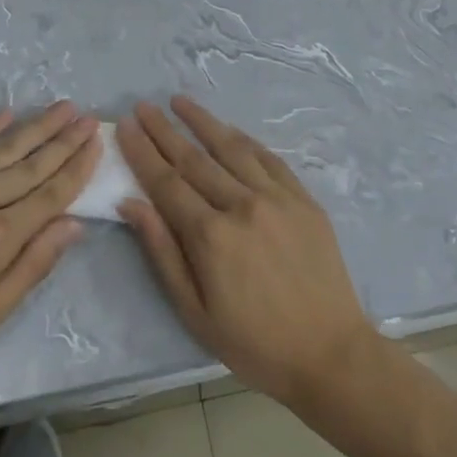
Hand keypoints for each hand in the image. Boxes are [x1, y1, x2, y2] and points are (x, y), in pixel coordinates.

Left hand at [0, 102, 99, 383]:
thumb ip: (32, 267)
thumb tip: (73, 225)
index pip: (51, 194)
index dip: (78, 168)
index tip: (97, 143)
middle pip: (33, 163)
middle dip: (65, 139)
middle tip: (88, 116)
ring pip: (4, 146)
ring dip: (37, 126)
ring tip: (63, 107)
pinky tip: (8, 113)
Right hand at [117, 97, 377, 406]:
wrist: (331, 354)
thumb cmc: (254, 344)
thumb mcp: (195, 311)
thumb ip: (162, 252)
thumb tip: (130, 203)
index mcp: (211, 236)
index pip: (166, 181)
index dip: (143, 151)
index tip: (126, 125)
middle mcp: (241, 205)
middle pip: (194, 158)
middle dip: (164, 129)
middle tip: (144, 106)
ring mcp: (276, 197)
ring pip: (231, 148)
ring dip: (202, 121)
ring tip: (179, 101)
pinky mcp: (302, 198)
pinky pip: (268, 158)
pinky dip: (244, 139)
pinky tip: (229, 128)